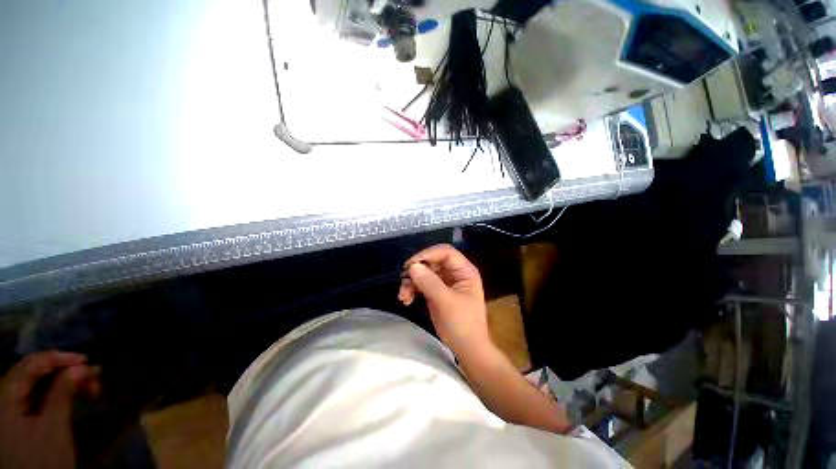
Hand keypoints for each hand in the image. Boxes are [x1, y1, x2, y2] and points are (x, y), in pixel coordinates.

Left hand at [0, 351, 99, 468]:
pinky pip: (34, 397)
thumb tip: (81, 367)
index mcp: (5, 392)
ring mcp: (7, 408)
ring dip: (62, 383)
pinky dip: (54, 394)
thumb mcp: (54, 427)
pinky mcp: (15, 419)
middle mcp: (3, 394)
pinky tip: (69, 397)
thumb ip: (63, 393)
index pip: (33, 363)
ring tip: (86, 388)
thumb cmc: (40, 457)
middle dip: (64, 373)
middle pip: (34, 373)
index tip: (88, 361)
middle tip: (92, 378)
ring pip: (36, 385)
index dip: (60, 358)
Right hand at [398, 244, 490, 354]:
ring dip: (411, 282)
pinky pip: (422, 284)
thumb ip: (430, 283)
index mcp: (464, 270)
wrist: (467, 350)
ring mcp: (445, 282)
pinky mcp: (437, 292)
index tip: (411, 265)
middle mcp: (455, 273)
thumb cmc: (463, 325)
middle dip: (416, 271)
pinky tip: (406, 300)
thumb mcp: (446, 302)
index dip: (427, 255)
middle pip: (432, 262)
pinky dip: (413, 289)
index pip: (445, 252)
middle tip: (403, 283)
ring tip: (402, 296)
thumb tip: (412, 266)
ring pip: (424, 272)